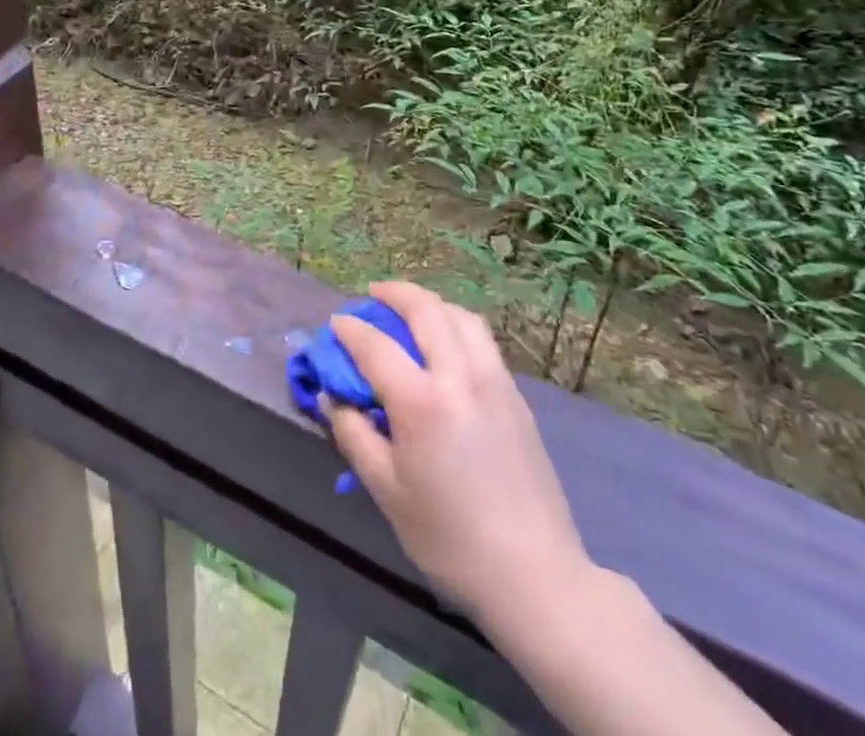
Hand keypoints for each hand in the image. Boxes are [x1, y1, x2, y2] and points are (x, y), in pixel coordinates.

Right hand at [323, 282, 592, 625]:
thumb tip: (331, 397)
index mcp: (421, 401)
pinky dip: (456, 325)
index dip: (351, 329)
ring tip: (412, 312)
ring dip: (431, 303)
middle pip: (426, 309)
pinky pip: (481, 339)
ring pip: (461, 316)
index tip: (337, 323)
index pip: (375, 344)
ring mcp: (494, 380)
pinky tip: (447, 344)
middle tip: (374, 294)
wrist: (533, 573)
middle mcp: (459, 375)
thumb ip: (354, 435)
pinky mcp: (516, 394)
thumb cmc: (449, 537)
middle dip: (395, 293)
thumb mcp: (387, 491)